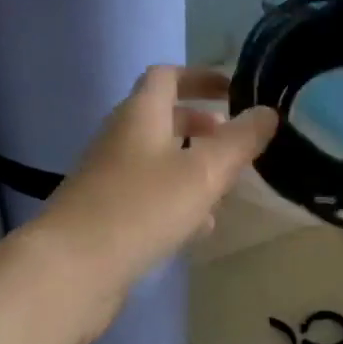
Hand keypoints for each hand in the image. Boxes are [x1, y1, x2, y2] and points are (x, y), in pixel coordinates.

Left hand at [32, 66, 276, 333]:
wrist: (75, 267)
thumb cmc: (143, 207)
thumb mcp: (204, 171)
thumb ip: (240, 141)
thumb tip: (268, 112)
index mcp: (140, 115)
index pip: (167, 76)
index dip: (200, 77)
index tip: (232, 90)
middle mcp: (121, 139)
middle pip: (163, 120)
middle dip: (201, 126)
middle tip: (235, 143)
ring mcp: (110, 178)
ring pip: (159, 161)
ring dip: (192, 167)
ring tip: (226, 189)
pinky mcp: (108, 214)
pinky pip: (149, 196)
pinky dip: (177, 201)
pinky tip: (200, 228)